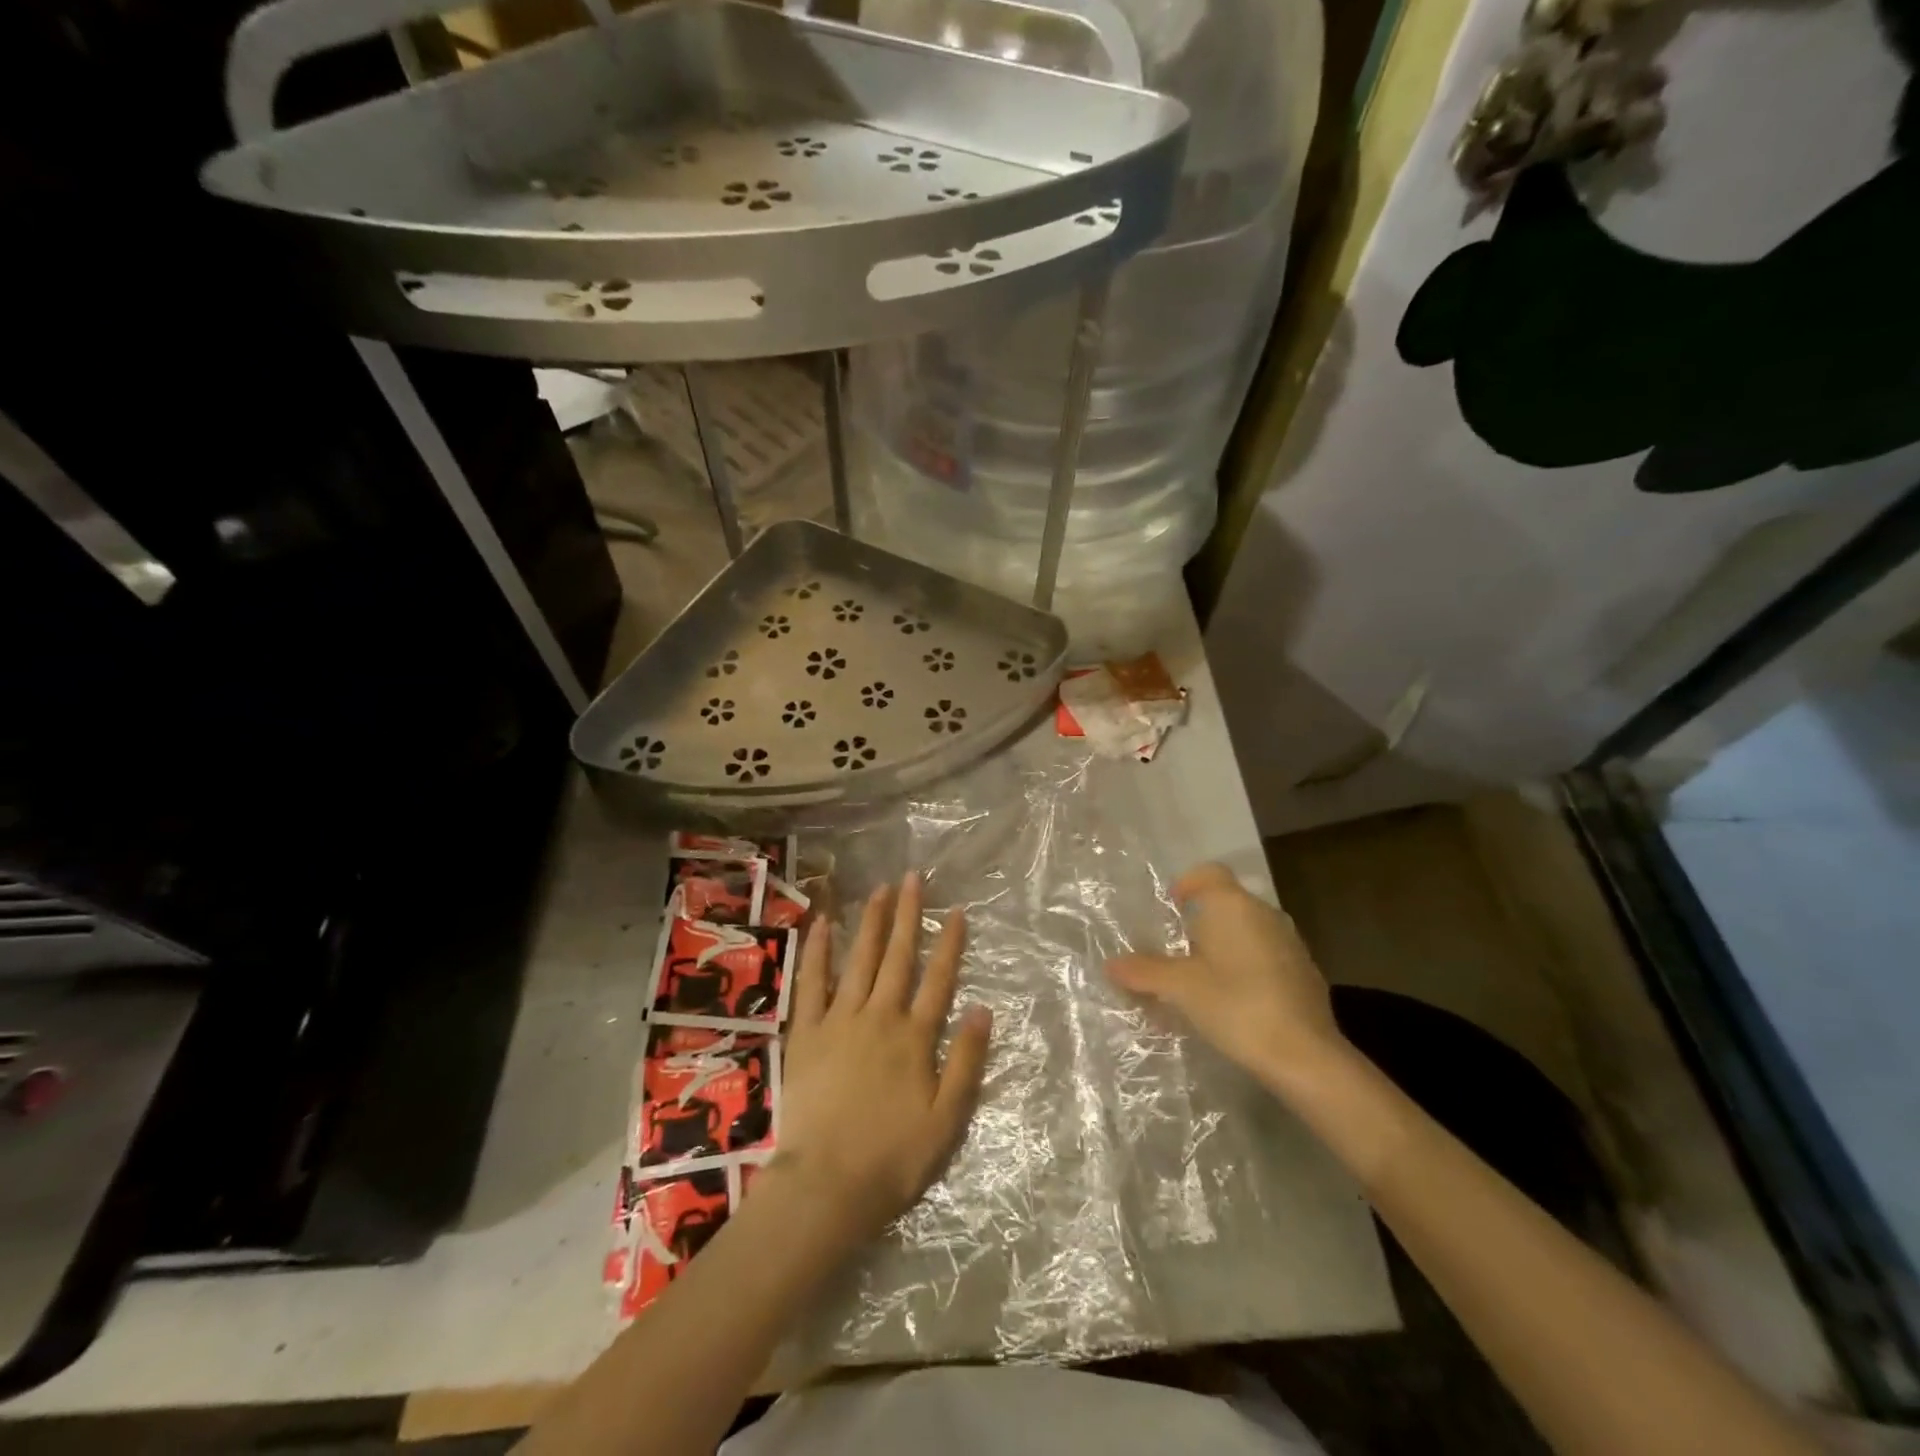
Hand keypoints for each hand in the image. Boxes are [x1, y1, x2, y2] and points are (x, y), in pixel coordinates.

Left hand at [776, 872, 992, 1244]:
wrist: (826, 1185)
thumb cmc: (893, 1157)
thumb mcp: (947, 1119)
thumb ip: (965, 1061)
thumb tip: (983, 1009)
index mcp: (915, 1037)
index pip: (938, 979)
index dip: (949, 943)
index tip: (956, 910)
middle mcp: (880, 1016)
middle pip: (898, 957)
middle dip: (908, 915)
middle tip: (912, 877)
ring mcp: (840, 1020)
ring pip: (859, 959)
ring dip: (871, 922)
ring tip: (879, 889)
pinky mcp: (806, 1032)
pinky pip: (811, 983)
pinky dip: (818, 952)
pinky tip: (823, 924)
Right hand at [1105, 863, 1346, 1092]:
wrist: (1306, 1056)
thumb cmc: (1237, 1006)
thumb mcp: (1180, 988)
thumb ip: (1144, 971)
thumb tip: (1112, 964)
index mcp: (1234, 906)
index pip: (1209, 873)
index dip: (1187, 883)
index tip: (1170, 906)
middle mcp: (1265, 914)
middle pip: (1226, 905)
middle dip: (1198, 926)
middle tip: (1173, 954)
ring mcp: (1290, 944)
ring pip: (1246, 933)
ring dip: (1221, 950)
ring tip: (1198, 983)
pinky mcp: (1304, 974)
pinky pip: (1265, 958)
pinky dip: (1244, 970)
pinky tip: (1231, 1004)